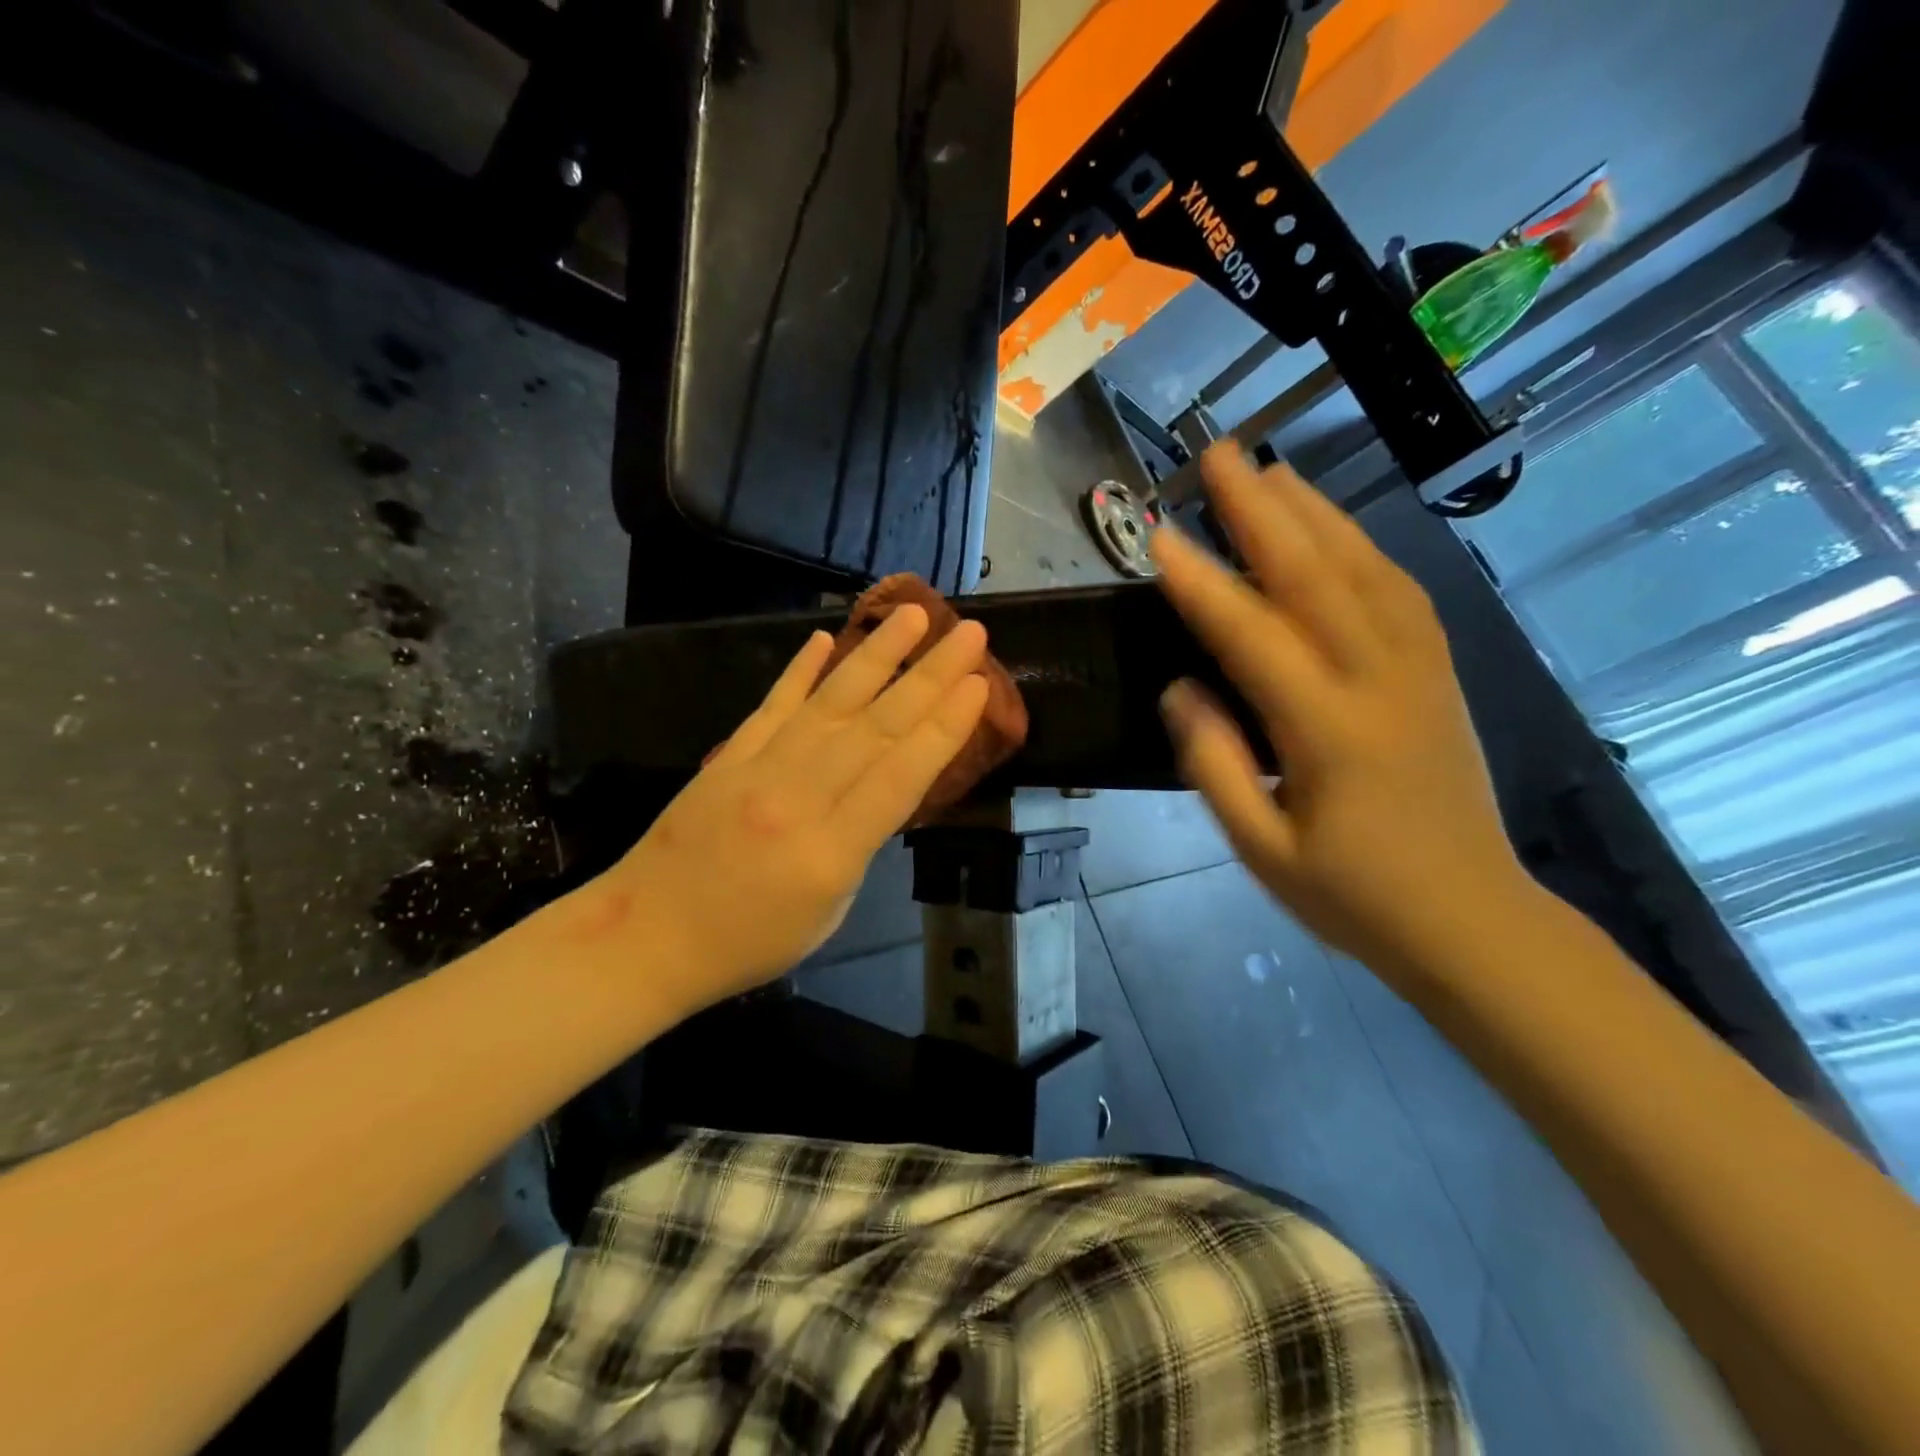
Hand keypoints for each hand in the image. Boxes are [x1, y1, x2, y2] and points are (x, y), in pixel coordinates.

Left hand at [595, 606, 988, 1013]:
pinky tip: (825, 637)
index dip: (944, 728)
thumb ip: (858, 847)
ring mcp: (757, 770)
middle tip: (970, 635)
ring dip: (876, 655)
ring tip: (913, 615)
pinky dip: (800, 670)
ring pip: (830, 703)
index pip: (900, 777)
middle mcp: (797, 799)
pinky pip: (772, 705)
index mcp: (829, 853)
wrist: (645, 939)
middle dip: (929, 677)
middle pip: (876, 728)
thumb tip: (879, 791)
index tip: (979, 684)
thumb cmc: (748, 944)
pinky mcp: (728, 756)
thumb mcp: (827, 914)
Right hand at [1152, 444, 1530, 976]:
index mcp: (1329, 732)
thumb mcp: (1262, 848)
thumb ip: (1215, 764)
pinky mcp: (1440, 675)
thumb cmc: (1353, 895)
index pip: (1253, 637)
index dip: (1200, 584)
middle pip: (1316, 577)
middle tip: (1218, 457)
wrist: (1472, 921)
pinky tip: (1336, 532)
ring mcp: (1420, 672)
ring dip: (1315, 513)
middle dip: (1261, 511)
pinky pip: (1402, 593)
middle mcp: (1380, 683)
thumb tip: (1180, 688)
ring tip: (1271, 473)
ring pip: (1366, 570)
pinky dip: (1363, 548)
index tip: (1156, 536)